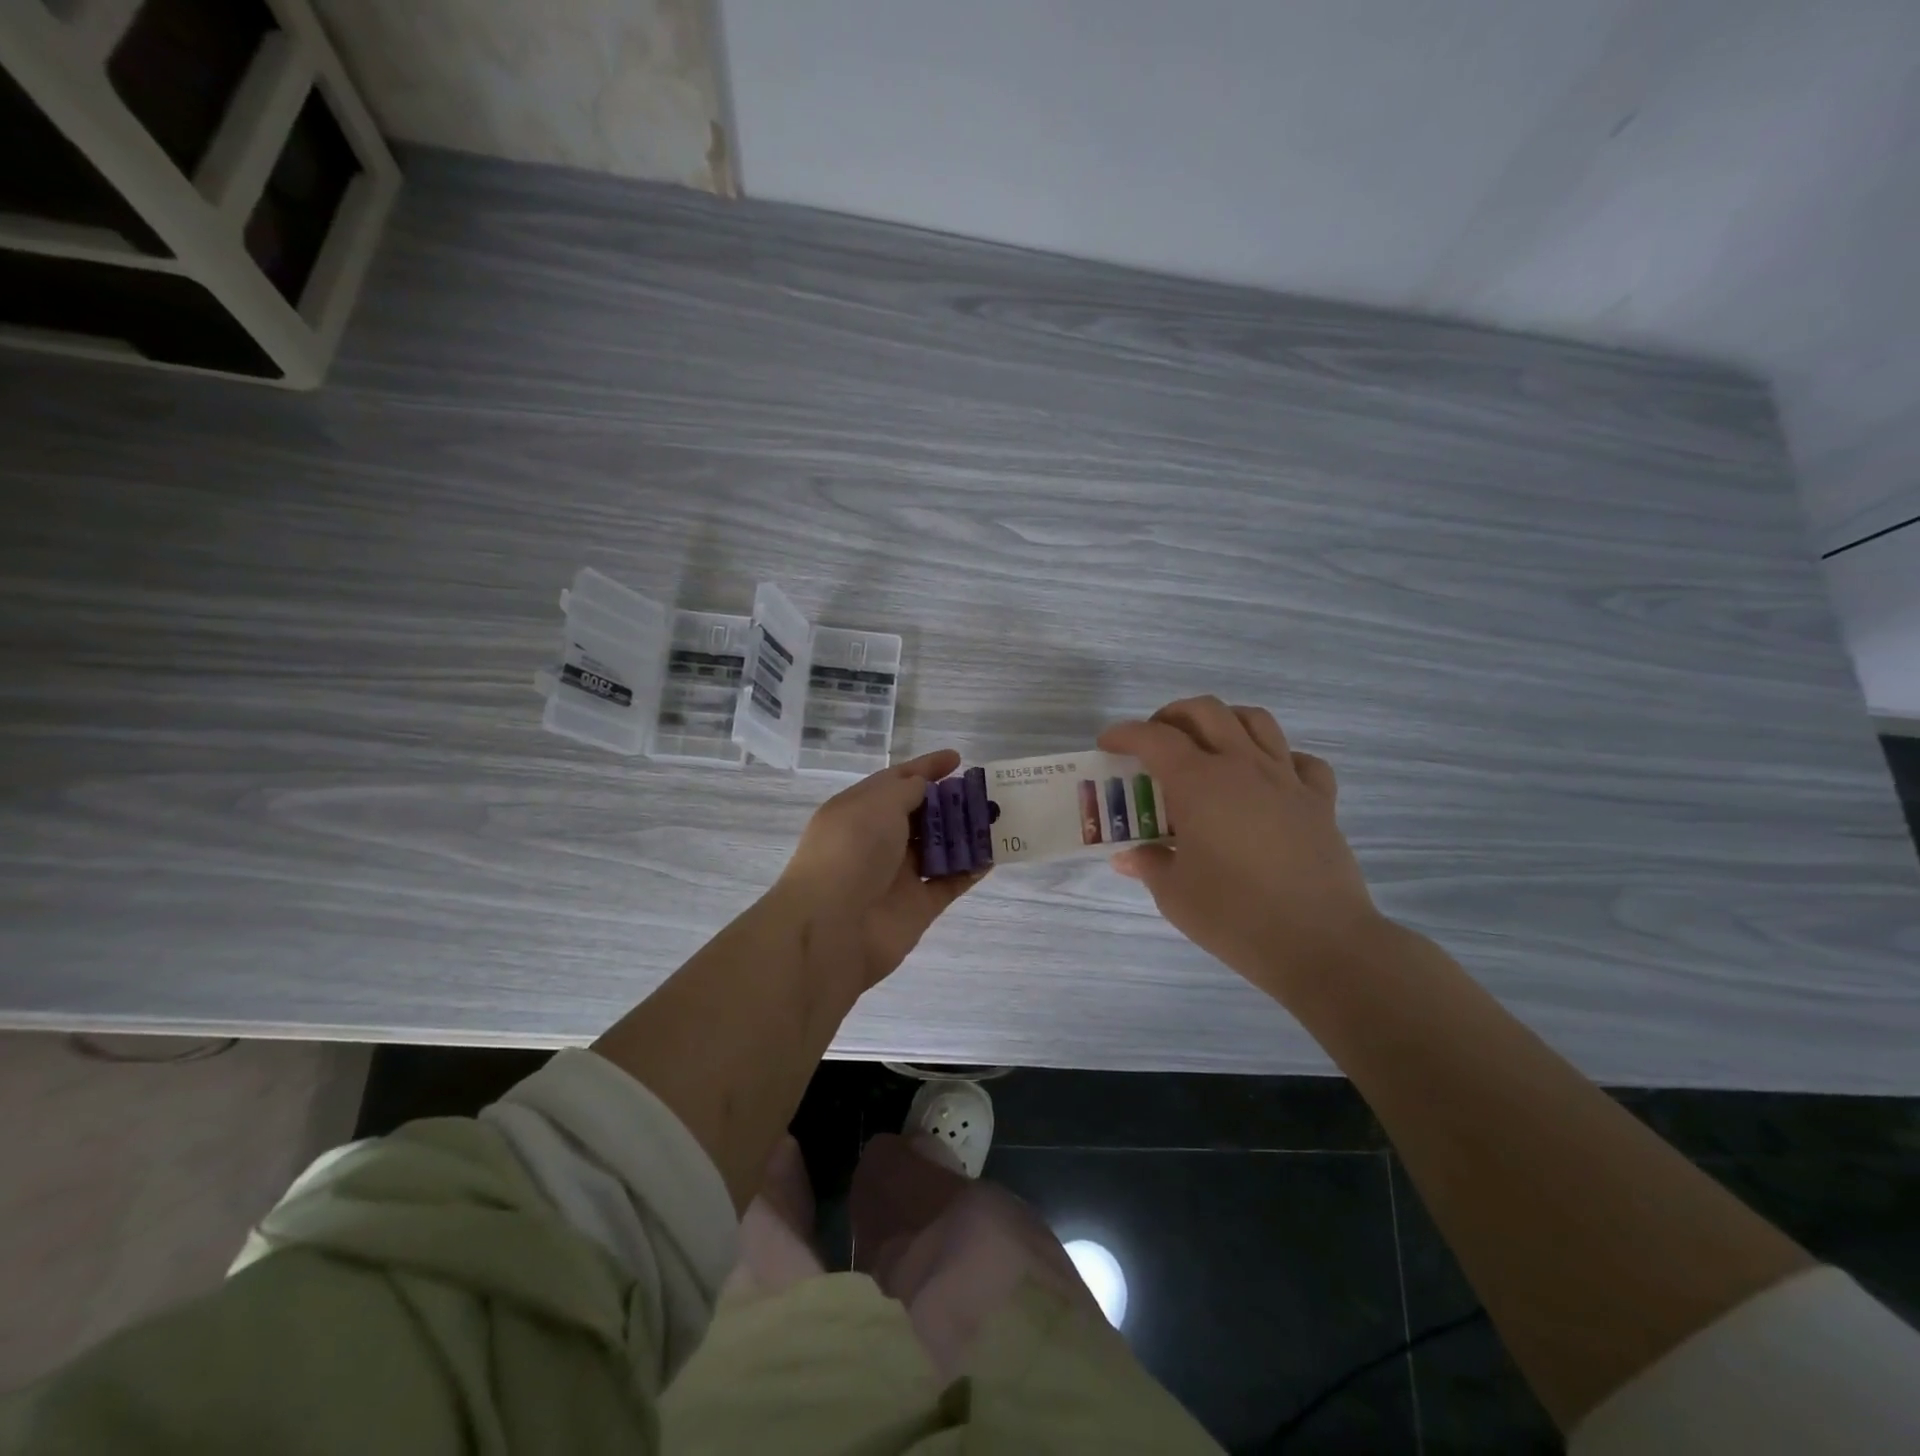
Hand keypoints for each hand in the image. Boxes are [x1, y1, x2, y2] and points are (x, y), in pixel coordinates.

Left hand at [777, 749, 985, 991]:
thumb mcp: (878, 802)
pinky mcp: (917, 906)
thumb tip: (924, 787)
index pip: (896, 780)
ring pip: (938, 848)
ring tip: (997, 820)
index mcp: (859, 810)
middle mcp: (877, 840)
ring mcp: (898, 875)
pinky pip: (949, 883)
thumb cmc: (853, 850)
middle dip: (951, 802)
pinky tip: (993, 855)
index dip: (926, 767)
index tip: (958, 758)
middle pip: (921, 815)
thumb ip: (907, 789)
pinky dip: (970, 870)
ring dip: (965, 835)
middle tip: (985, 793)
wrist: (835, 926)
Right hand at [1099, 698, 1381, 1001]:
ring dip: (1225, 721)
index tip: (1107, 744)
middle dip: (1172, 715)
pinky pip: (1301, 760)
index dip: (1125, 734)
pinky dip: (1280, 758)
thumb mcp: (1174, 894)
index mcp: (1199, 783)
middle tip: (1155, 741)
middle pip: (1206, 711)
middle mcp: (1242, 766)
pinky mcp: (1319, 801)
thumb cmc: (1234, 916)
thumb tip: (1129, 856)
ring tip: (1208, 744)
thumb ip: (1149, 864)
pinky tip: (1268, 779)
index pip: (1154, 738)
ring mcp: (1286, 779)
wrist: (1319, 943)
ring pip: (1256, 721)